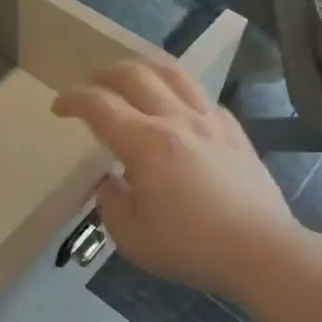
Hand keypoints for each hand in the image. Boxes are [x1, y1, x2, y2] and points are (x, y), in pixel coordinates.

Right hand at [52, 61, 300, 297]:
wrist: (263, 252)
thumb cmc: (192, 247)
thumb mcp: (132, 238)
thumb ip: (111, 203)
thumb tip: (110, 181)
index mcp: (144, 143)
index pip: (98, 104)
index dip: (72, 99)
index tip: (59, 107)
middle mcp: (174, 119)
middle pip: (133, 74)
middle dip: (103, 74)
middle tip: (91, 86)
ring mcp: (209, 120)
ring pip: (172, 73)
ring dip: (143, 69)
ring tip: (130, 78)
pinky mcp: (234, 130)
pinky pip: (202, 96)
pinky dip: (179, 93)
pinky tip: (176, 107)